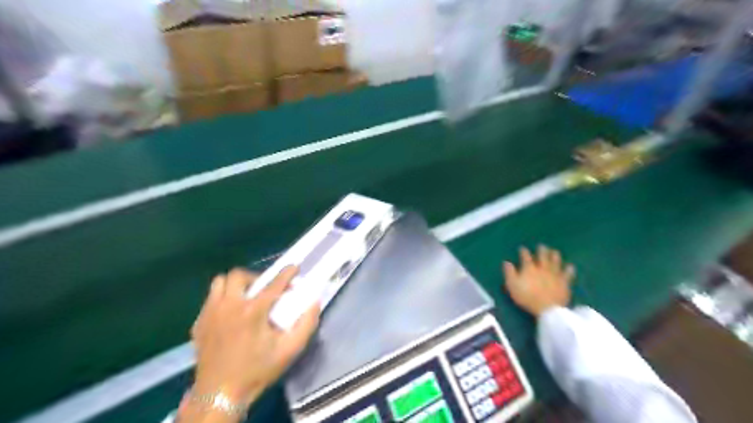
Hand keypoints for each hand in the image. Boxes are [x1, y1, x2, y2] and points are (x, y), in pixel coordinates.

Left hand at [191, 268, 317, 413]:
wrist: (219, 394)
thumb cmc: (257, 370)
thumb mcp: (289, 350)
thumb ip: (306, 324)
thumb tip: (314, 302)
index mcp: (252, 312)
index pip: (274, 284)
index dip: (287, 273)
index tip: (295, 266)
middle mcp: (229, 306)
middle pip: (238, 275)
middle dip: (255, 277)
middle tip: (264, 290)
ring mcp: (210, 313)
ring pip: (220, 282)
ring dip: (235, 285)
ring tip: (244, 297)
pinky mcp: (199, 323)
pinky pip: (210, 299)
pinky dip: (222, 299)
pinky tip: (230, 315)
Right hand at [502, 245, 574, 317]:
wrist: (547, 308)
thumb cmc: (527, 297)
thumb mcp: (512, 285)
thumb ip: (509, 273)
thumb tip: (506, 262)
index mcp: (529, 268)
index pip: (525, 256)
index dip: (523, 251)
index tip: (522, 248)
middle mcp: (543, 268)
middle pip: (542, 256)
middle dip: (541, 250)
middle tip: (541, 246)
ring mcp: (555, 274)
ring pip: (556, 261)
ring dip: (554, 255)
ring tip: (554, 251)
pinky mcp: (564, 282)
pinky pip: (568, 273)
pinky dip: (569, 269)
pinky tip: (570, 266)